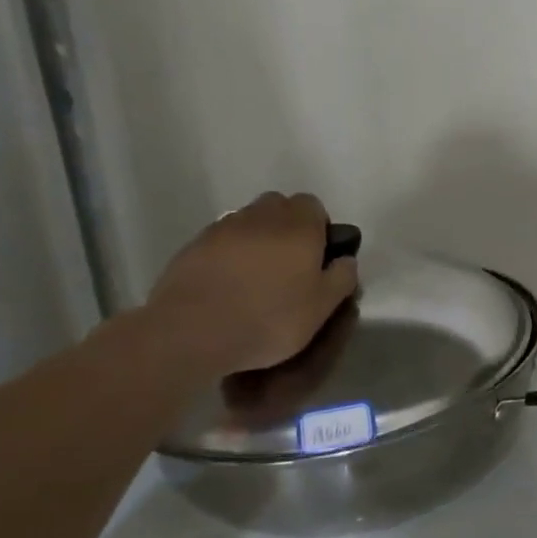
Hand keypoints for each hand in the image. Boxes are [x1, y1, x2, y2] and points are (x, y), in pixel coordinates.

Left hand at [142, 192, 359, 378]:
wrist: (191, 332)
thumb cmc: (269, 318)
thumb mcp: (321, 308)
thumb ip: (341, 278)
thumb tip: (346, 260)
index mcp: (299, 226)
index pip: (313, 205)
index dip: (318, 227)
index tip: (317, 256)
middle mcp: (262, 217)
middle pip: (279, 206)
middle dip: (287, 226)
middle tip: (288, 263)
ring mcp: (223, 228)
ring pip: (248, 221)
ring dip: (257, 238)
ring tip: (255, 276)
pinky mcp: (193, 245)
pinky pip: (221, 240)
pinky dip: (229, 253)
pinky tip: (227, 284)